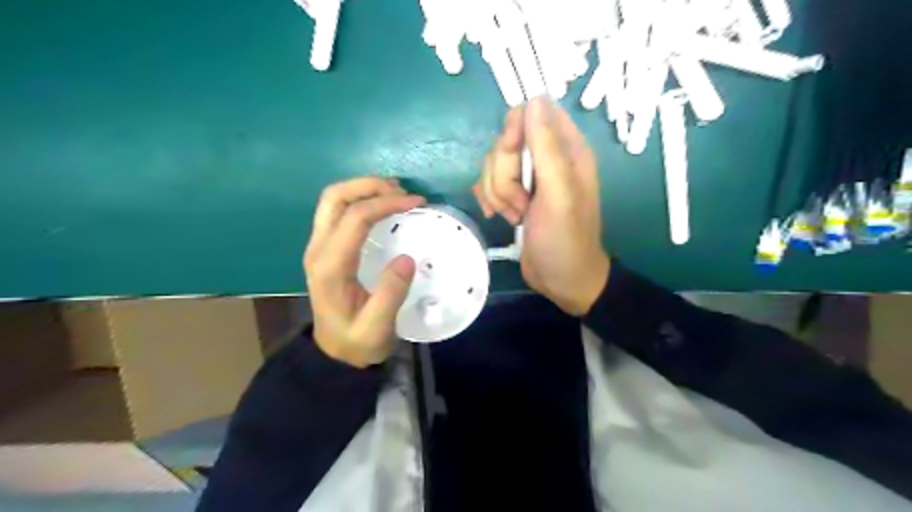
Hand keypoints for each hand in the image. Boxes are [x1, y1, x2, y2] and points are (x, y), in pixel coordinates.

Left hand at [302, 177, 422, 364]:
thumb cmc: (357, 342)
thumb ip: (391, 294)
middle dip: (369, 185)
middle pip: (335, 198)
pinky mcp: (325, 248)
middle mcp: (318, 249)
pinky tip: (382, 207)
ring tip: (395, 194)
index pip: (355, 218)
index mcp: (330, 266)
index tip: (416, 203)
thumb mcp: (377, 328)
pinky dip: (360, 200)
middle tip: (402, 191)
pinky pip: (338, 212)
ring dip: (363, 189)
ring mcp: (318, 246)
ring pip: (333, 201)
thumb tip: (408, 258)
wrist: (334, 353)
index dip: (386, 203)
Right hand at [474, 95, 607, 313]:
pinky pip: (487, 183)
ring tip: (518, 215)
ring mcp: (527, 177)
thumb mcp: (559, 193)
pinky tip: (504, 218)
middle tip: (522, 201)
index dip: (513, 130)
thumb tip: (533, 99)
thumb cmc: (566, 239)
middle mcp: (546, 157)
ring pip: (493, 164)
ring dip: (499, 193)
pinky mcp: (513, 194)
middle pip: (504, 141)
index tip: (511, 155)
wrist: (562, 281)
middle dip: (504, 174)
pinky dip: (491, 200)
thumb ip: (547, 147)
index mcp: (566, 149)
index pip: (531, 112)